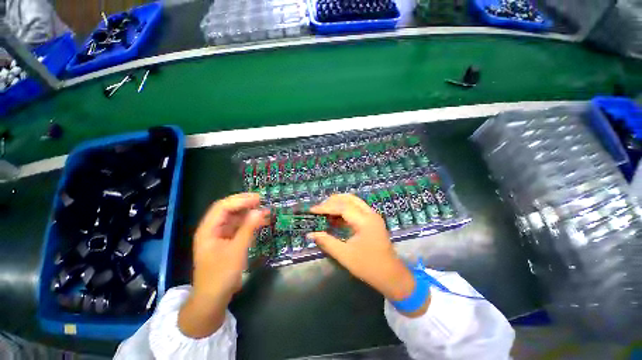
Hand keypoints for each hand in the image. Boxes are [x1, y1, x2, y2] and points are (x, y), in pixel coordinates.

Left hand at [179, 193, 268, 337]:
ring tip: (264, 210)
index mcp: (208, 229)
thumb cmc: (221, 275)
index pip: (223, 207)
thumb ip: (249, 228)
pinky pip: (238, 227)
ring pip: (234, 218)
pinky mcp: (227, 241)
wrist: (213, 299)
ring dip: (249, 213)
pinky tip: (260, 221)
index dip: (240, 200)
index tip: (258, 199)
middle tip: (262, 201)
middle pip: (228, 210)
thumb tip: (260, 210)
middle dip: (244, 204)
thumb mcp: (237, 251)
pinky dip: (249, 223)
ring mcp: (220, 235)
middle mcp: (212, 229)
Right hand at [309, 194, 428, 315]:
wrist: (392, 276)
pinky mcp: (372, 220)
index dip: (325, 207)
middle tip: (319, 209)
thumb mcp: (345, 255)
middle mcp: (370, 214)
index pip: (342, 207)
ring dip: (338, 203)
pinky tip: (335, 217)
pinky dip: (344, 209)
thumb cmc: (368, 267)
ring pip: (353, 201)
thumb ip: (327, 242)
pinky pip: (356, 208)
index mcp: (365, 221)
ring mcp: (372, 216)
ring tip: (325, 211)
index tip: (312, 210)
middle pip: (349, 199)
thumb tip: (311, 234)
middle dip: (332, 201)